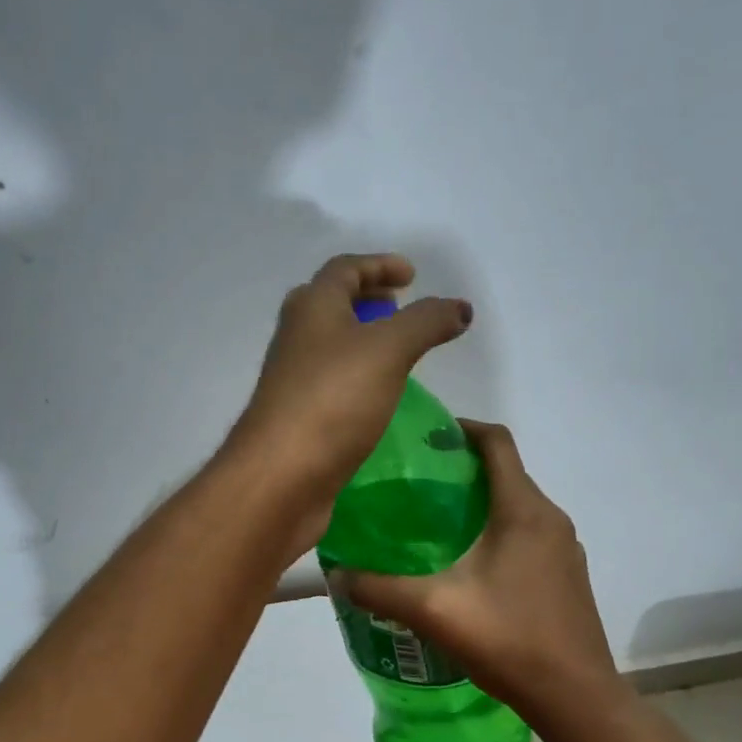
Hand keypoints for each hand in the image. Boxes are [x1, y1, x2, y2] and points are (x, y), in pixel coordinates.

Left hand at [228, 254, 471, 550]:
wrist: (281, 476)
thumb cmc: (333, 400)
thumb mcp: (389, 350)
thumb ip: (426, 322)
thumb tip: (460, 308)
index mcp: (312, 308)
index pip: (344, 269)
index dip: (379, 265)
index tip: (412, 276)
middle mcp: (296, 338)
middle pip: (330, 304)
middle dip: (367, 300)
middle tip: (399, 309)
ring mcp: (293, 380)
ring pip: (328, 347)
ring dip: (361, 341)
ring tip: (398, 354)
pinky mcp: (298, 418)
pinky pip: (330, 384)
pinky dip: (356, 378)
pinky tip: (378, 398)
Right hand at [328, 421, 625, 729]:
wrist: (576, 699)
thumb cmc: (508, 640)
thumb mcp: (433, 610)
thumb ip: (379, 588)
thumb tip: (337, 574)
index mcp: (523, 510)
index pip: (497, 442)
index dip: (461, 429)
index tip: (424, 438)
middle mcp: (551, 519)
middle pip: (506, 474)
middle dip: (462, 471)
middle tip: (415, 487)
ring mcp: (565, 549)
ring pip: (518, 507)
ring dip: (481, 505)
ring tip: (435, 527)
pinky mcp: (568, 576)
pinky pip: (530, 536)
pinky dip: (499, 534)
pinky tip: (469, 569)